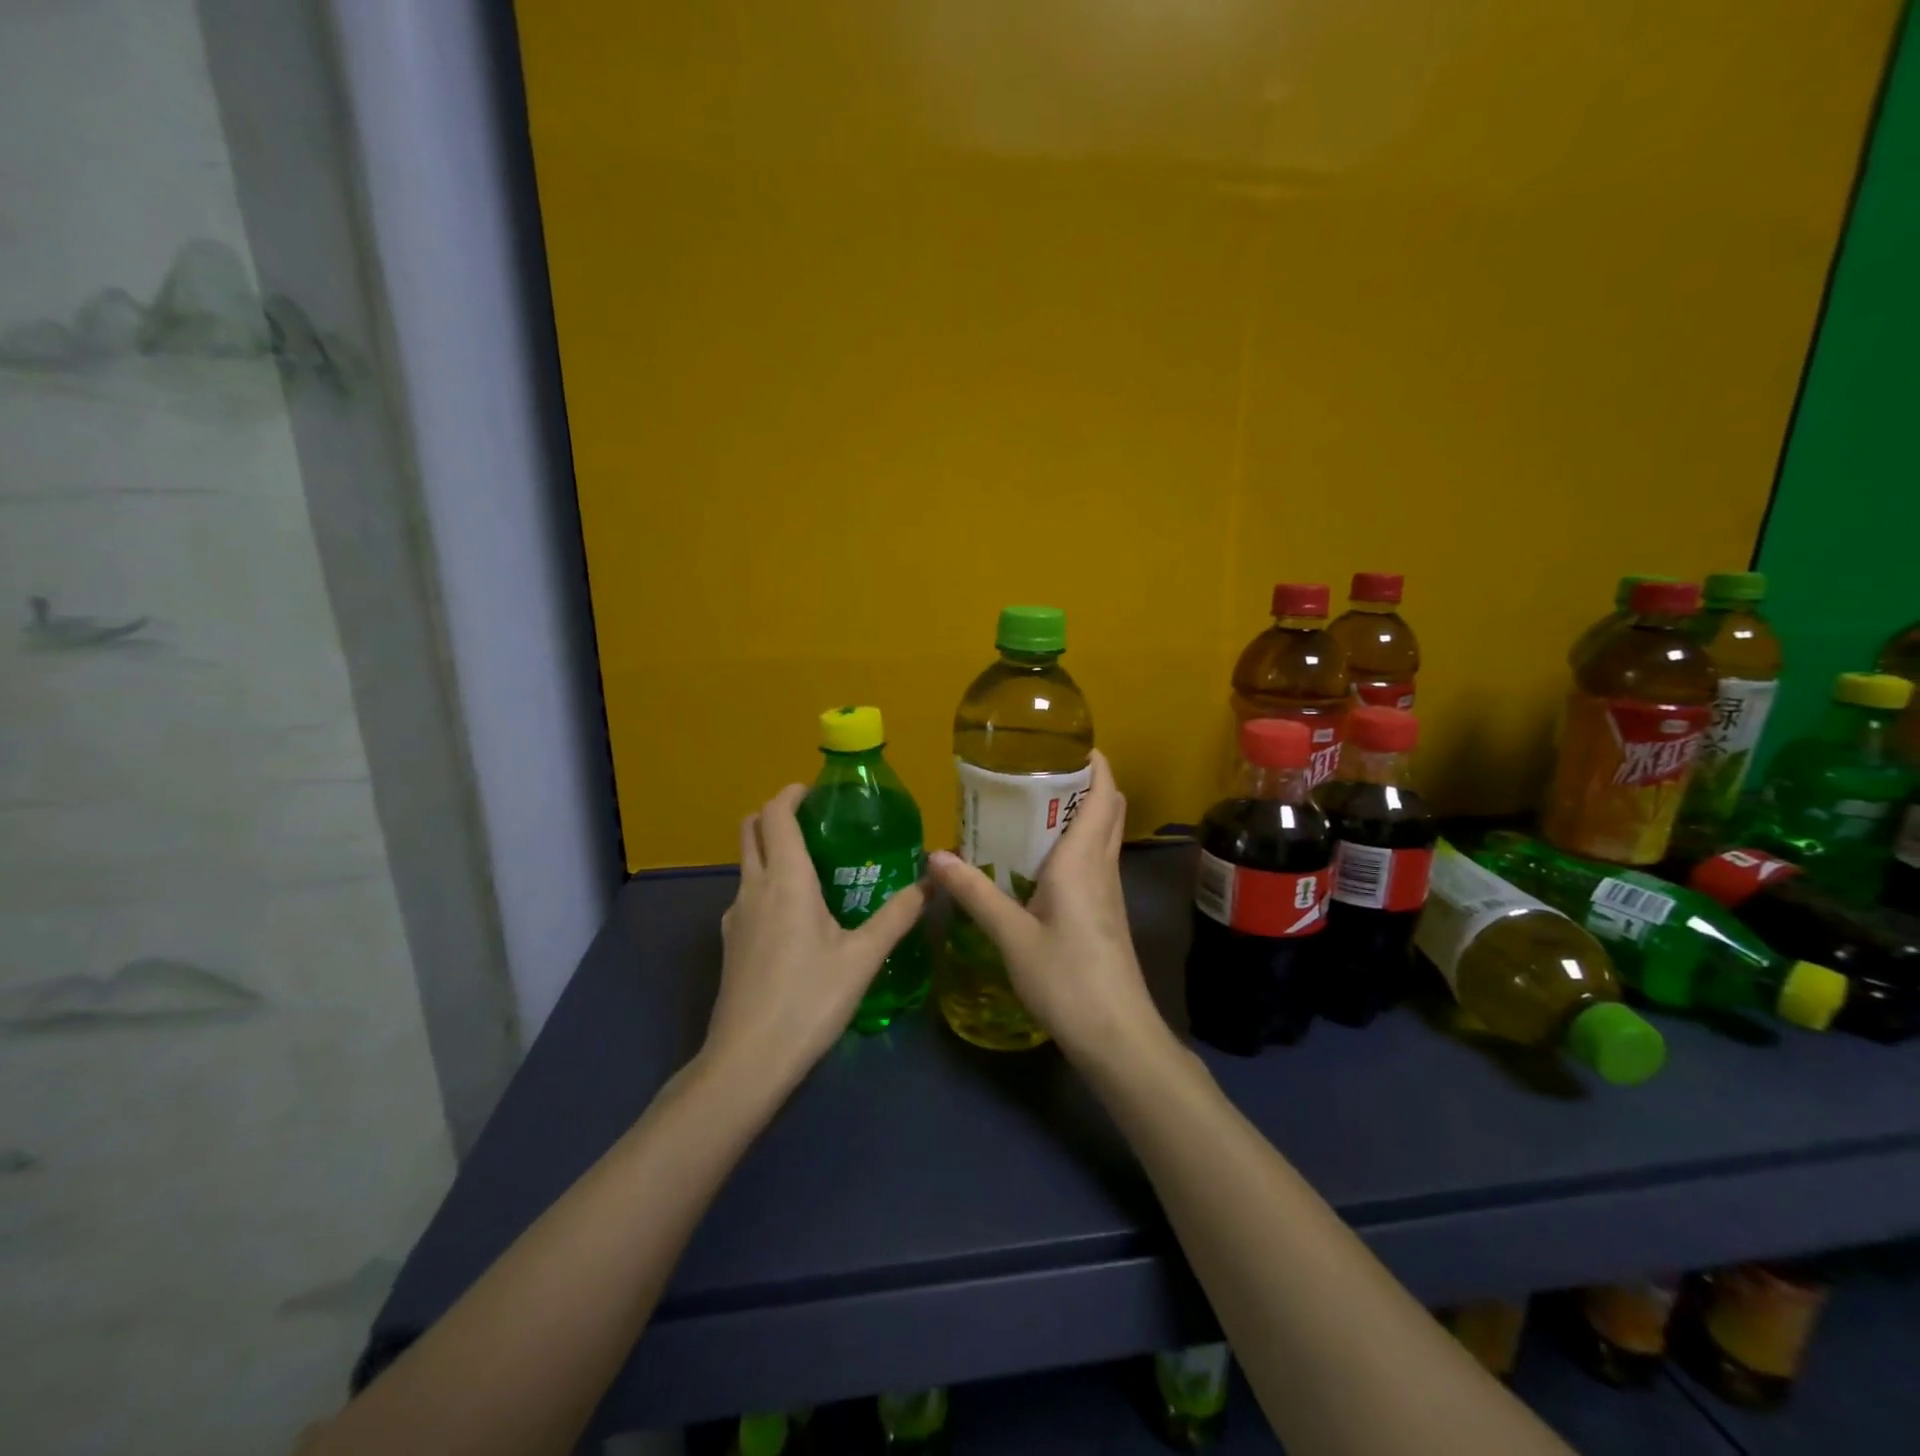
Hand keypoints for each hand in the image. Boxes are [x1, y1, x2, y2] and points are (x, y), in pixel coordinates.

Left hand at [706, 784, 928, 1091]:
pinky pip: (747, 895)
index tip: (816, 791)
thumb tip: (931, 883)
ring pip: (747, 863)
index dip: (791, 794)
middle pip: (751, 830)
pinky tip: (797, 914)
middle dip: (775, 814)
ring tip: (813, 866)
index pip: (775, 815)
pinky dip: (767, 883)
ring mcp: (734, 916)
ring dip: (771, 849)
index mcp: (785, 879)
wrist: (748, 1060)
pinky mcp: (730, 943)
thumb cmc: (810, 999)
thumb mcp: (863, 957)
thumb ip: (898, 915)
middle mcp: (753, 888)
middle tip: (814, 821)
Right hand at [927, 750, 1166, 1063]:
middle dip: (1084, 781)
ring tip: (1033, 806)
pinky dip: (1076, 843)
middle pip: (1107, 808)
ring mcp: (1109, 891)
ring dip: (1080, 811)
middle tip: (1039, 770)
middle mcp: (1102, 866)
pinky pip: (1095, 861)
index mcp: (1082, 860)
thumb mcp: (1011, 936)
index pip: (1102, 793)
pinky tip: (1041, 861)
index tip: (1067, 742)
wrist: (1116, 1035)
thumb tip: (935, 856)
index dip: (1093, 762)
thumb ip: (975, 893)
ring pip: (1102, 834)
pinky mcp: (1106, 913)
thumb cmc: (1066, 978)